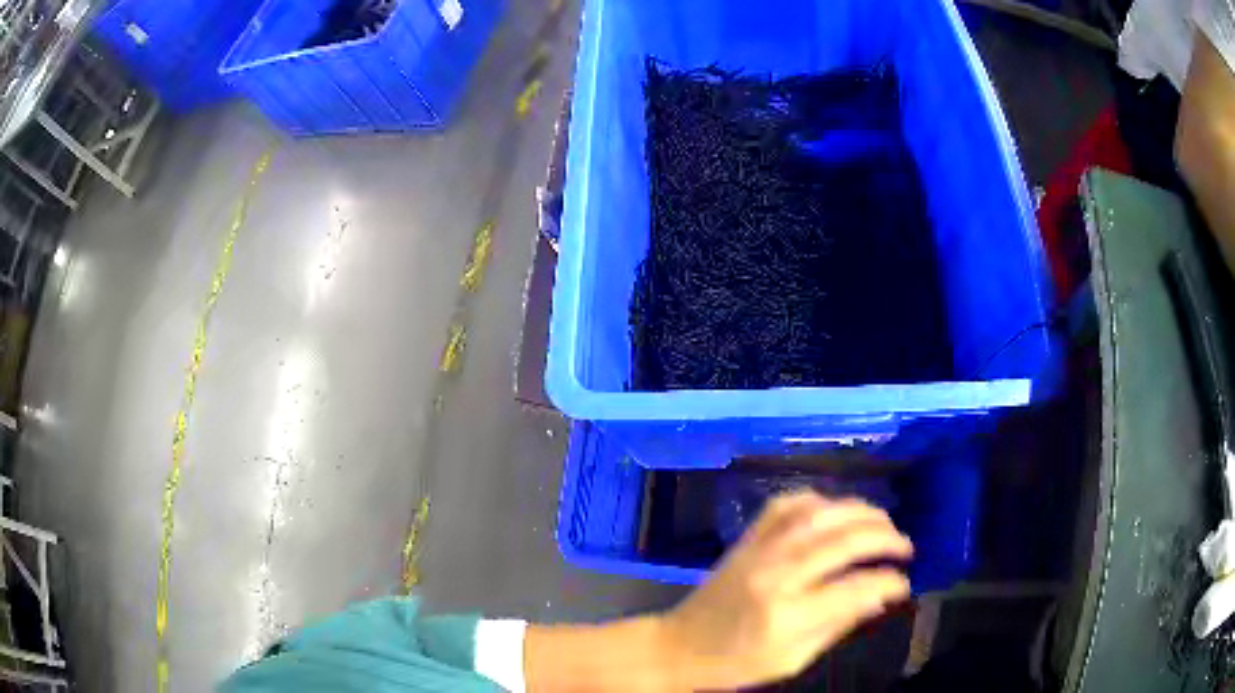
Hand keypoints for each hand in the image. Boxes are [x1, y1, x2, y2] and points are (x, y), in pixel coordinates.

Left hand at [660, 491, 912, 689]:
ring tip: (884, 523)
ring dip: (860, 512)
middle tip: (905, 547)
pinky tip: (837, 511)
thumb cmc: (736, 664)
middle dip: (885, 538)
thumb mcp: (792, 660)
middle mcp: (776, 574)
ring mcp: (759, 550)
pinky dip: (819, 501)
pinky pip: (787, 505)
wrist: (678, 647)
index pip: (855, 588)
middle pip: (843, 541)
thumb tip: (882, 595)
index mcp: (787, 615)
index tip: (904, 583)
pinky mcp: (746, 539)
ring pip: (820, 514)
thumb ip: (839, 624)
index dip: (889, 582)